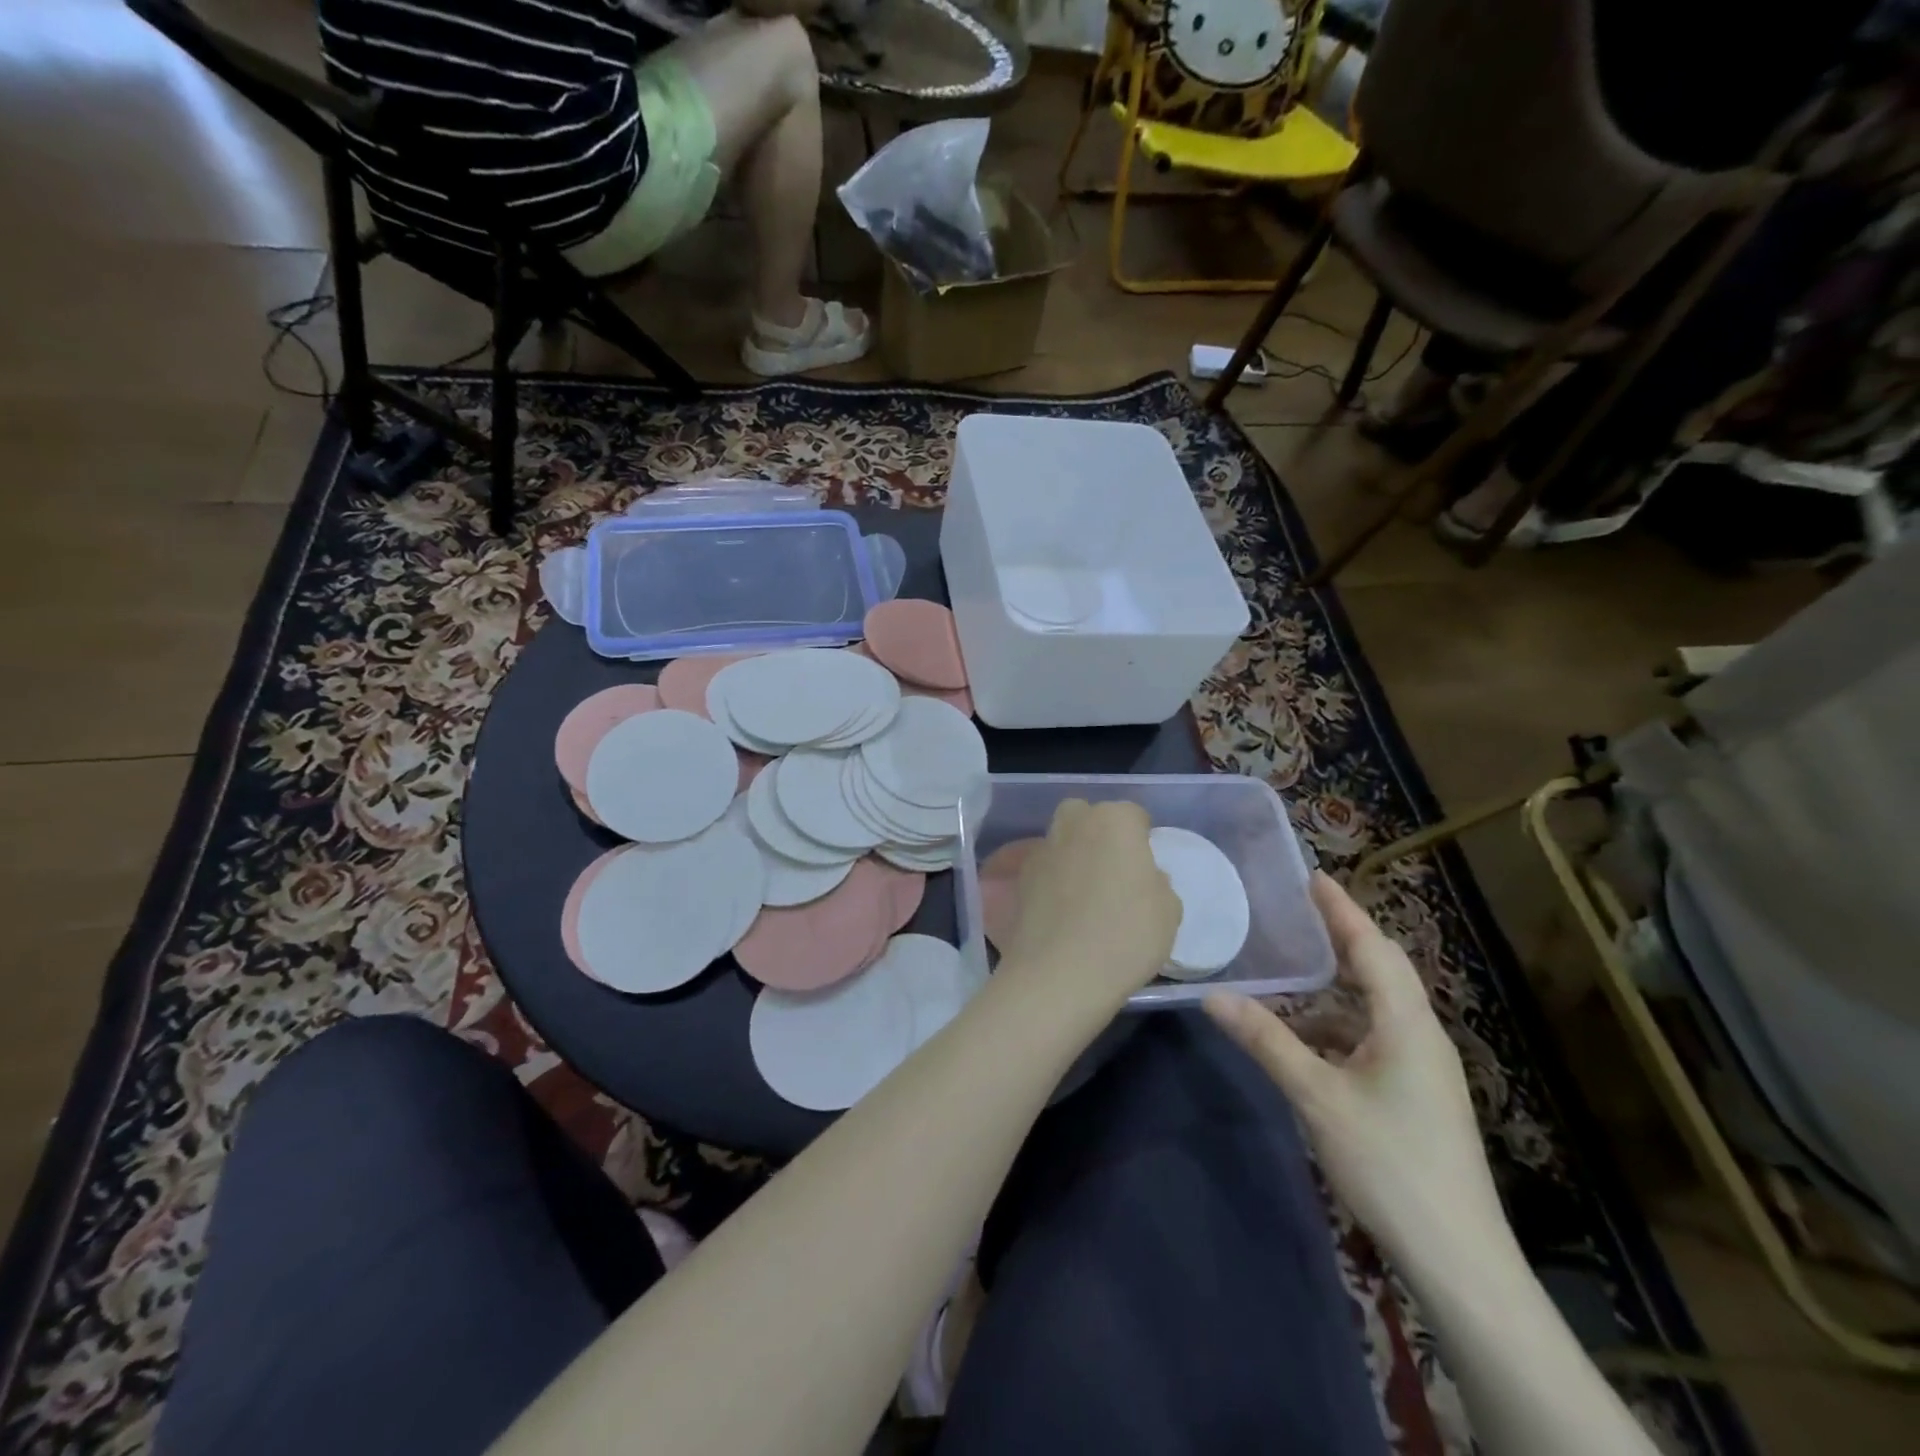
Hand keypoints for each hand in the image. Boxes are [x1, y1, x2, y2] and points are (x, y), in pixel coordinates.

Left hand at [999, 800, 1180, 1014]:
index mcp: (1114, 820)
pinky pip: (1045, 869)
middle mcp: (1074, 823)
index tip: (1145, 867)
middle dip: (1099, 833)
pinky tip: (1063, 911)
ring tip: (1087, 894)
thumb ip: (1157, 882)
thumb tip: (1142, 877)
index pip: (1133, 815)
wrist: (1059, 973)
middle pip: (1088, 816)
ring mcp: (1042, 848)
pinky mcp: (1020, 877)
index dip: (1141, 838)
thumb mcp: (1168, 910)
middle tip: (1114, 871)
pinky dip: (1054, 880)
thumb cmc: (1126, 935)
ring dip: (1074, 855)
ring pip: (1062, 839)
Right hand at [1203, 873, 1509, 1271]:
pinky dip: (1337, 1026)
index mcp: (1406, 1025)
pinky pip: (1373, 1038)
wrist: (1459, 1259)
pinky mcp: (1416, 1096)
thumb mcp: (1317, 1096)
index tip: (1313, 876)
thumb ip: (1266, 1041)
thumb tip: (1213, 995)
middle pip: (1381, 971)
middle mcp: (1421, 1036)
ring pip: (1375, 1008)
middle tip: (1299, 910)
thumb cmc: (1390, 1163)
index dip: (1341, 910)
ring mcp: (1423, 1069)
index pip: (1372, 948)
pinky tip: (1304, 1039)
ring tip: (1290, 971)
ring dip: (1335, 987)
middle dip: (1342, 937)